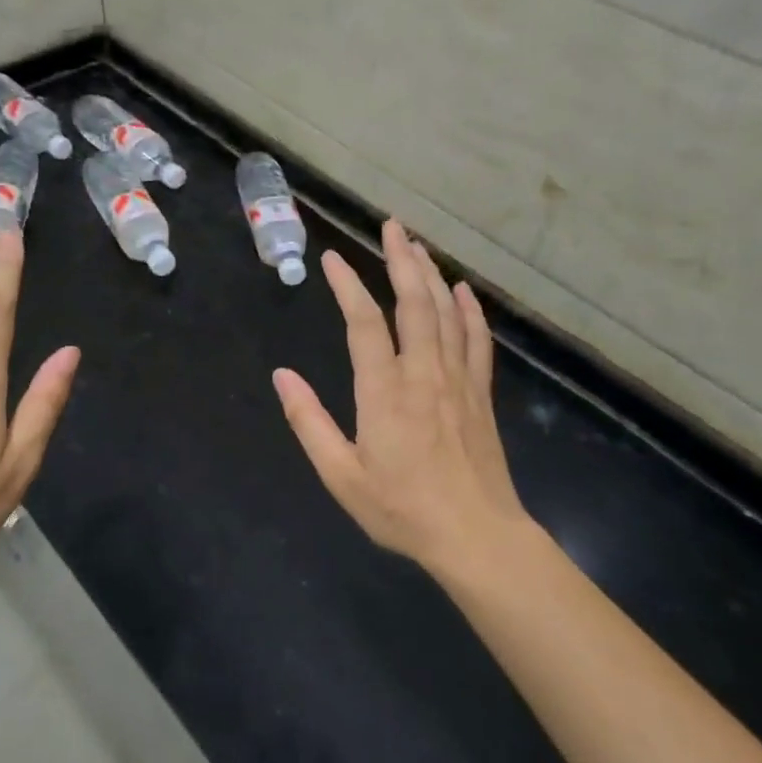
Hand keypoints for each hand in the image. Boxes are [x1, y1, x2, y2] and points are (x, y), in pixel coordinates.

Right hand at [273, 219, 529, 572]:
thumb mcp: (342, 475)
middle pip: (414, 302)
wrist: (477, 536)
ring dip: (431, 274)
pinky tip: (463, 290)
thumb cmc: (403, 509)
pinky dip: (470, 310)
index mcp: (385, 391)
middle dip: (401, 259)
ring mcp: (457, 380)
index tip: (332, 258)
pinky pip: (477, 340)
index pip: (364, 322)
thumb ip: (309, 422)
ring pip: (446, 313)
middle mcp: (423, 373)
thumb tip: (281, 377)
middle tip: (391, 226)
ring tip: (417, 245)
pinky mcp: (480, 393)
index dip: (348, 286)